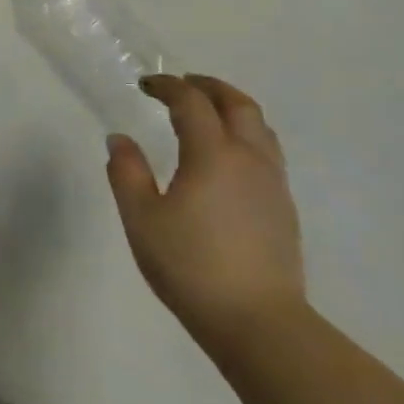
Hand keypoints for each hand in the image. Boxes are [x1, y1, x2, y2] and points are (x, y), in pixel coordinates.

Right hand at [105, 73, 306, 355]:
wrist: (255, 319)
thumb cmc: (188, 264)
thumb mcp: (141, 218)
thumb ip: (126, 172)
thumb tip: (120, 139)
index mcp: (213, 155)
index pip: (192, 103)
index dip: (168, 87)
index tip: (145, 84)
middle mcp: (250, 159)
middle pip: (238, 105)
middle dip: (209, 87)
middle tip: (182, 84)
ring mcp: (273, 183)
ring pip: (260, 128)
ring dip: (232, 108)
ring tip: (207, 113)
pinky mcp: (282, 207)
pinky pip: (266, 152)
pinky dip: (245, 135)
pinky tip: (226, 158)